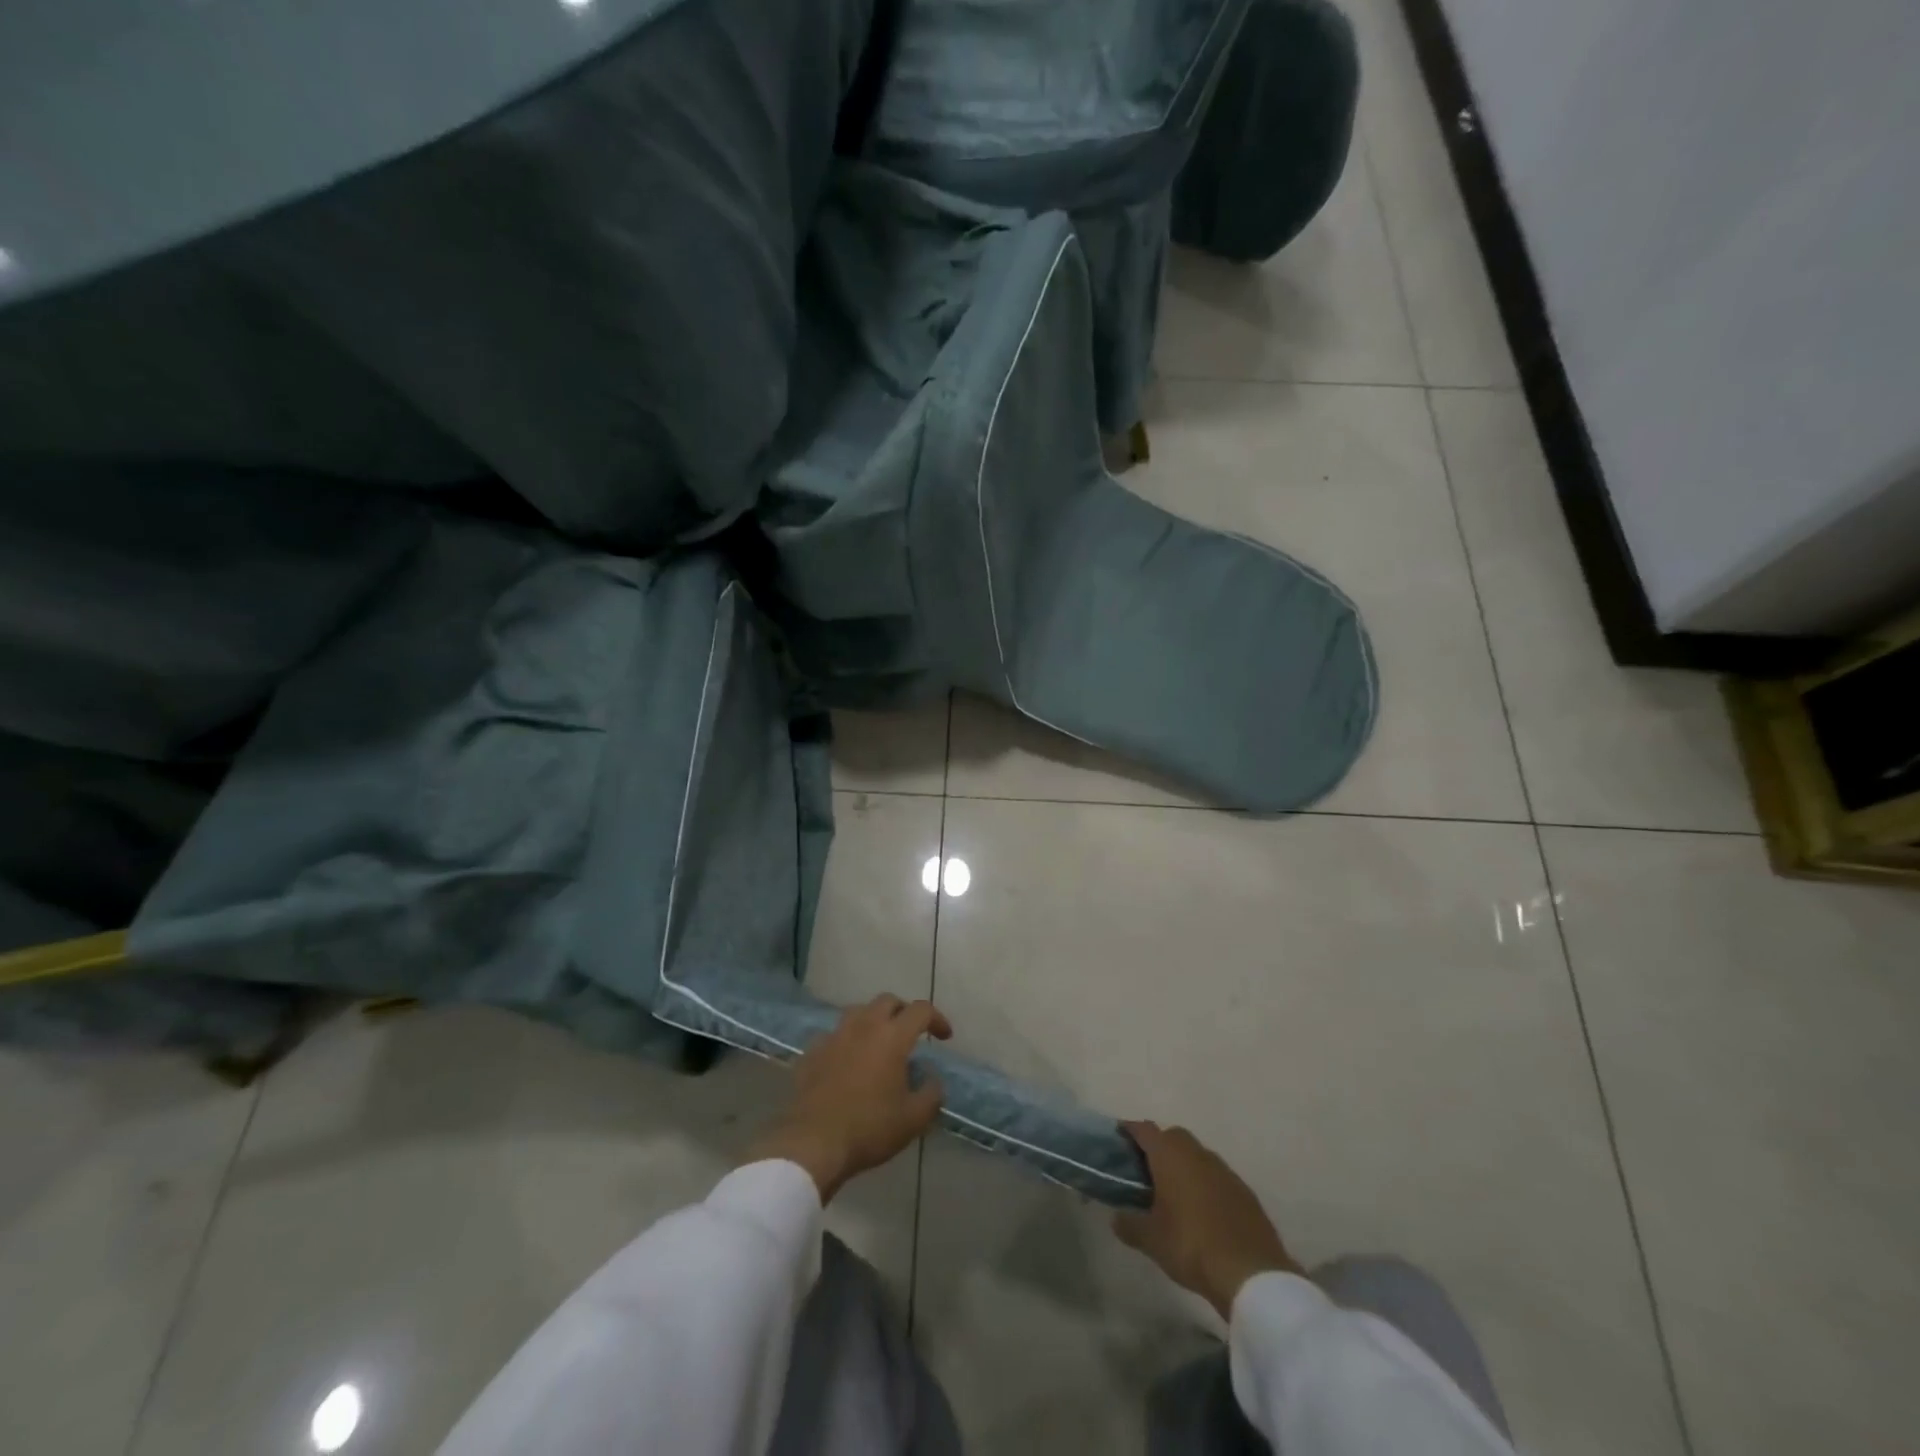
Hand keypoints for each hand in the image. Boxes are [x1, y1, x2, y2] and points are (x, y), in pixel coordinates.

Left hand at [748, 995, 950, 1202]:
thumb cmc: (869, 1128)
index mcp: (892, 1037)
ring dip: (874, 1020)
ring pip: (858, 1012)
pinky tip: (847, 1061)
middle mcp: (863, 1026)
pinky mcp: (812, 1051)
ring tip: (879, 1042)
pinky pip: (834, 1035)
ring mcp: (834, 1036)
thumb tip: (933, 1079)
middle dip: (904, 1011)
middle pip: (887, 1001)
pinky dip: (847, 1041)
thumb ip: (931, 1094)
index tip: (944, 1037)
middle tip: (911, 1033)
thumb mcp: (913, 1119)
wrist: (812, 1143)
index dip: (937, 1019)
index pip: (920, 1010)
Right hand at [1112, 1121, 1300, 1318]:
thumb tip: (1116, 1217)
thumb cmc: (1191, 1245)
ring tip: (1173, 1191)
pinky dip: (1205, 1183)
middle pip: (1173, 1136)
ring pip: (1197, 1155)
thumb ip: (1129, 1224)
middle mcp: (1197, 1153)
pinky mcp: (1244, 1191)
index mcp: (1170, 1155)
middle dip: (1159, 1145)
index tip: (1119, 1137)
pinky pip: (1217, 1176)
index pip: (1145, 1130)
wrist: (1250, 1272)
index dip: (1130, 1130)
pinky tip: (1202, 1209)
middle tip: (1145, 1169)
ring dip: (1184, 1164)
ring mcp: (1224, 1170)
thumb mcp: (1151, 1240)